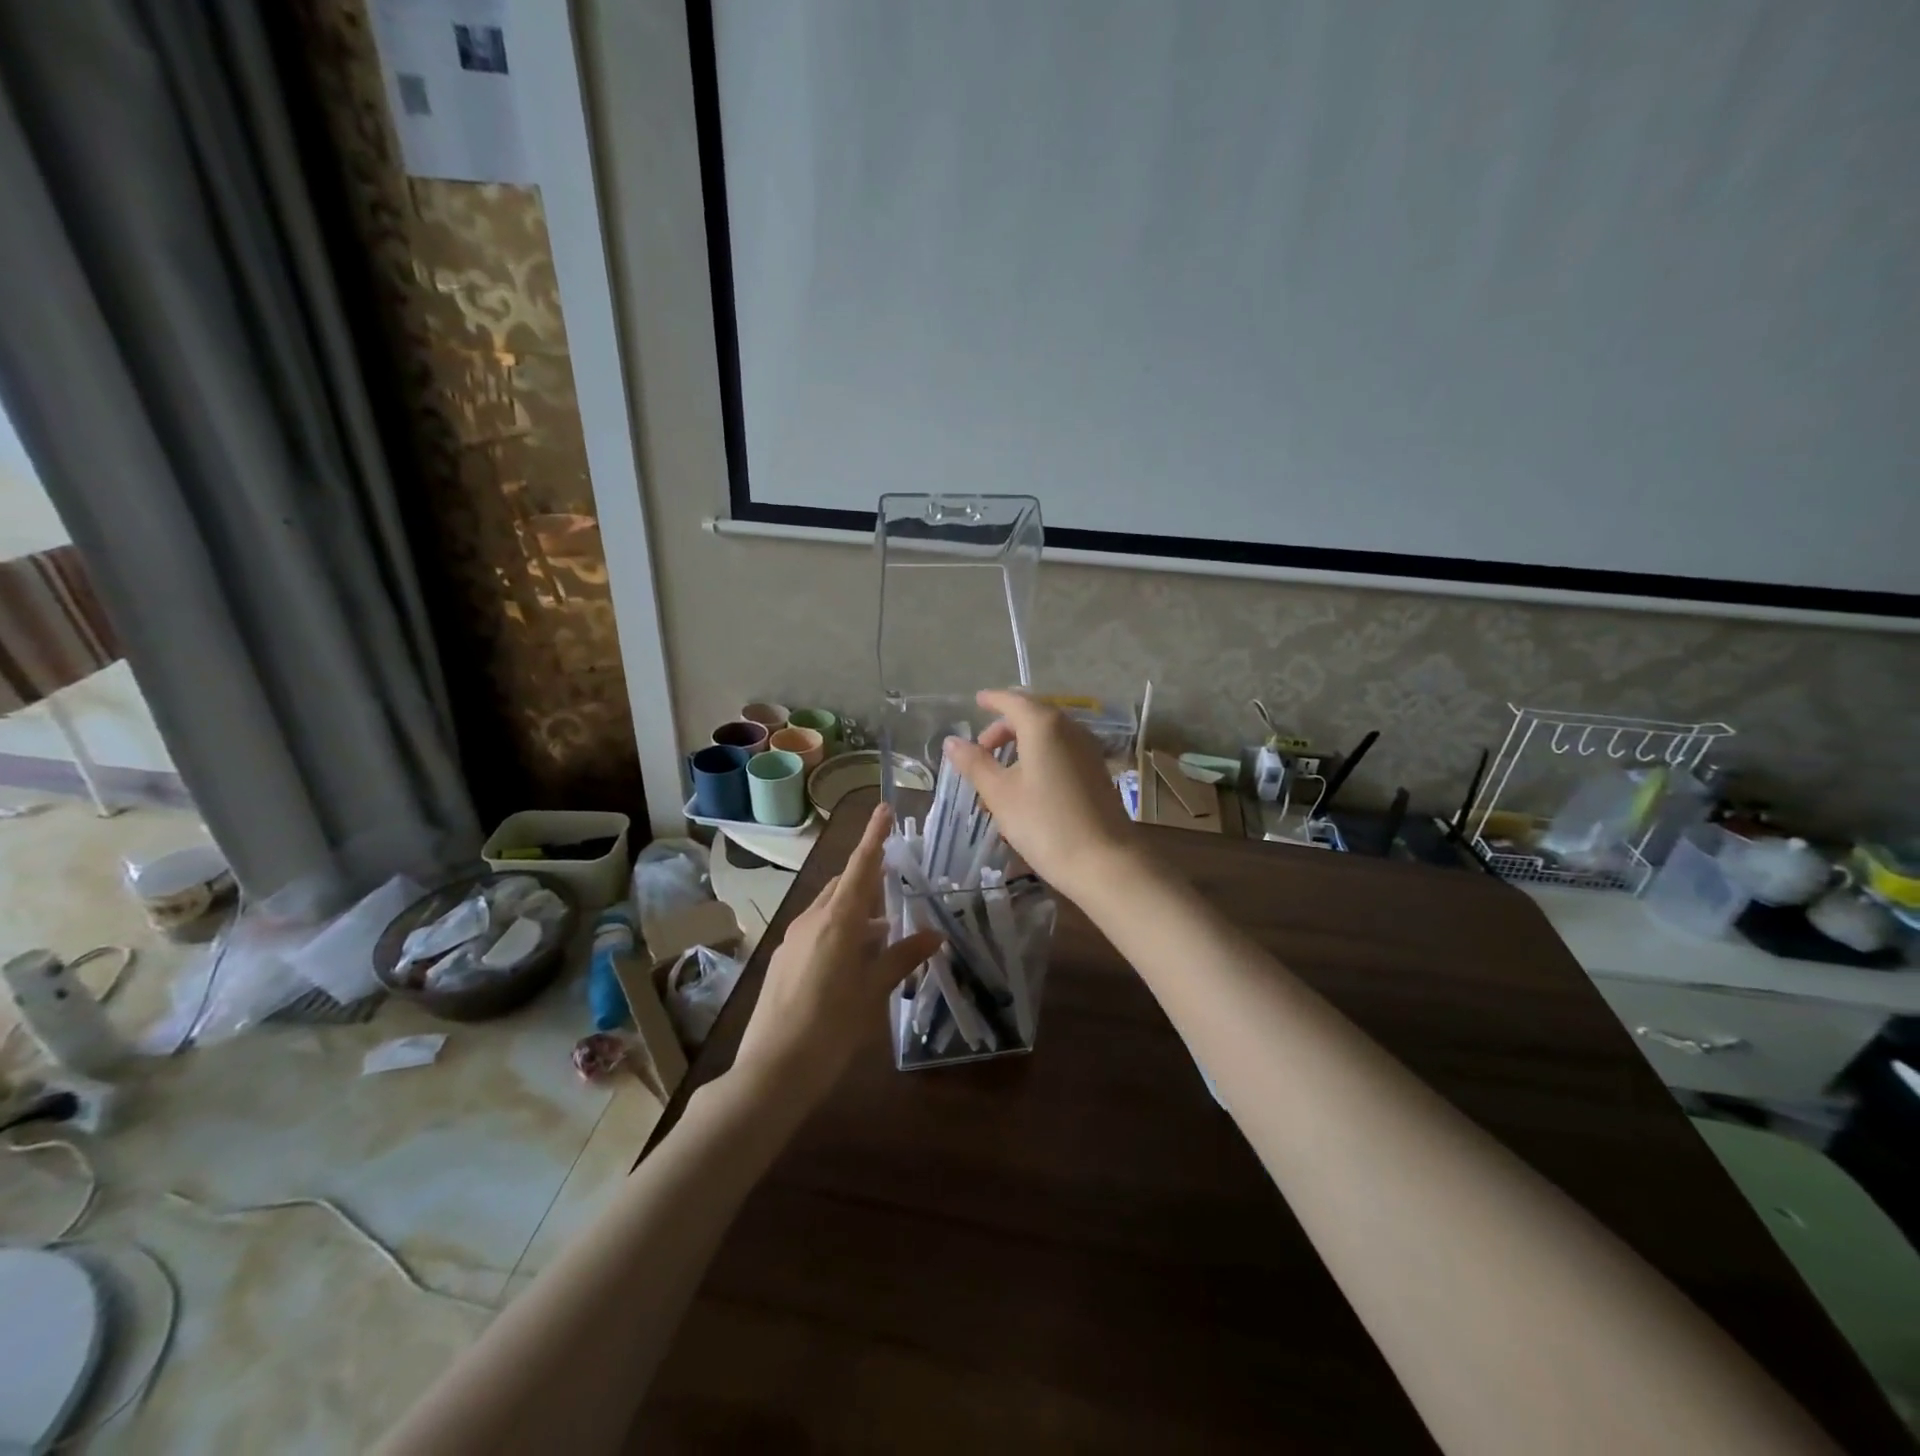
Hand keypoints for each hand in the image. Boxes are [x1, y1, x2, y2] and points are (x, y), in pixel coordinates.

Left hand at [732, 802, 942, 1104]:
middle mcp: (811, 920)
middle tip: (897, 887)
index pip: (861, 867)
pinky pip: (816, 929)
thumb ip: (902, 957)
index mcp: (836, 921)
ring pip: (829, 908)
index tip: (884, 809)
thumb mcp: (873, 992)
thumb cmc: (831, 1028)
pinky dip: (839, 930)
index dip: (874, 837)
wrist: (772, 1071)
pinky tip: (853, 958)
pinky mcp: (783, 959)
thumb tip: (934, 934)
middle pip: (844, 885)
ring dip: (856, 910)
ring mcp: (792, 939)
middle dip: (869, 879)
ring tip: (883, 931)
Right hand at [942, 689, 1139, 903]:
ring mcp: (1087, 749)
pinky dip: (1039, 758)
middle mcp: (1069, 728)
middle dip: (1003, 729)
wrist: (1104, 861)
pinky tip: (1026, 787)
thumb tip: (952, 741)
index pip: (1012, 700)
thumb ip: (975, 763)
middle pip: (1031, 716)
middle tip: (981, 752)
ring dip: (1020, 747)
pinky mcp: (1096, 771)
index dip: (992, 699)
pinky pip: (1061, 751)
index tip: (976, 702)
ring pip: (1047, 735)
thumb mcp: (1000, 794)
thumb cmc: (1044, 823)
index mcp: (1043, 725)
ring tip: (998, 777)